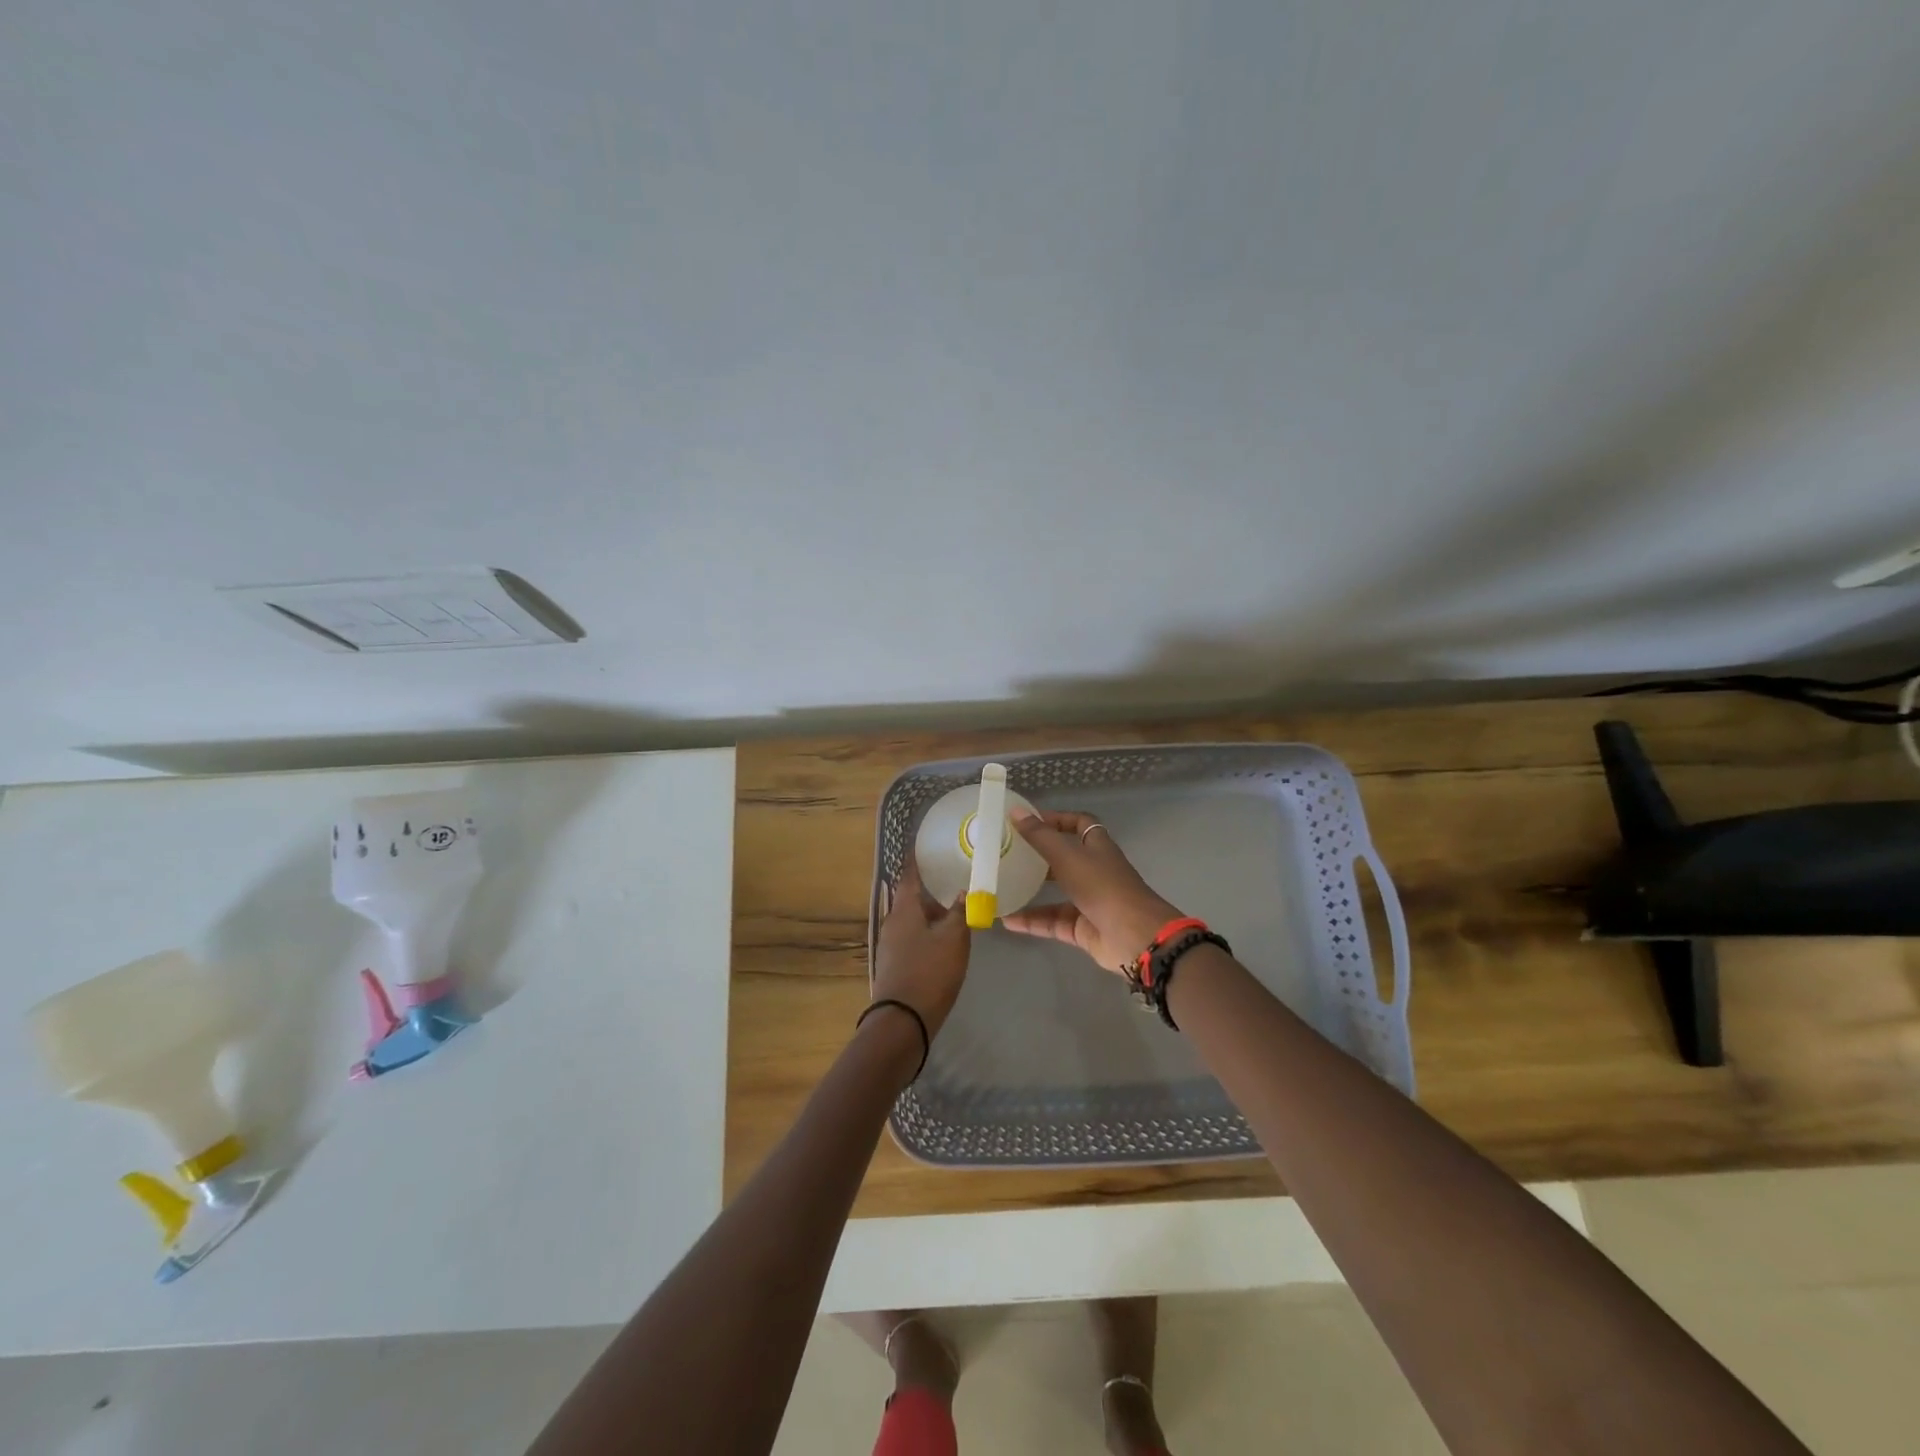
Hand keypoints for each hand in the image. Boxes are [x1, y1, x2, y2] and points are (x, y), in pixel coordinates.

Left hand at [871, 859, 971, 1036]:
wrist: (902, 1021)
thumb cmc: (930, 972)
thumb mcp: (953, 938)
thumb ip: (960, 911)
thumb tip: (963, 892)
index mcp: (903, 909)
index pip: (909, 873)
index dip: (918, 857)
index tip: (928, 843)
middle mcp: (893, 921)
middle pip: (912, 897)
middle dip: (931, 887)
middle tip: (954, 876)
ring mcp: (892, 944)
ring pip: (914, 918)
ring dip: (933, 911)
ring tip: (957, 906)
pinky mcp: (896, 963)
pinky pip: (914, 936)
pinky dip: (929, 930)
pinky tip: (946, 937)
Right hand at [1004, 810, 1184, 974]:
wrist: (1134, 937)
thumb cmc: (1103, 887)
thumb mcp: (1068, 856)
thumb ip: (1040, 836)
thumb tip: (1015, 811)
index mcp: (1097, 847)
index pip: (1079, 824)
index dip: (1057, 819)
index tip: (1028, 821)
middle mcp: (1095, 871)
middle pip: (1065, 858)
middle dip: (1039, 856)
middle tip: (1008, 854)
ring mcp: (1090, 901)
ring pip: (1056, 893)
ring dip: (1031, 891)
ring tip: (1002, 888)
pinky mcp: (1083, 929)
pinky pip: (1053, 922)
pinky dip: (1032, 922)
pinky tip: (1007, 921)